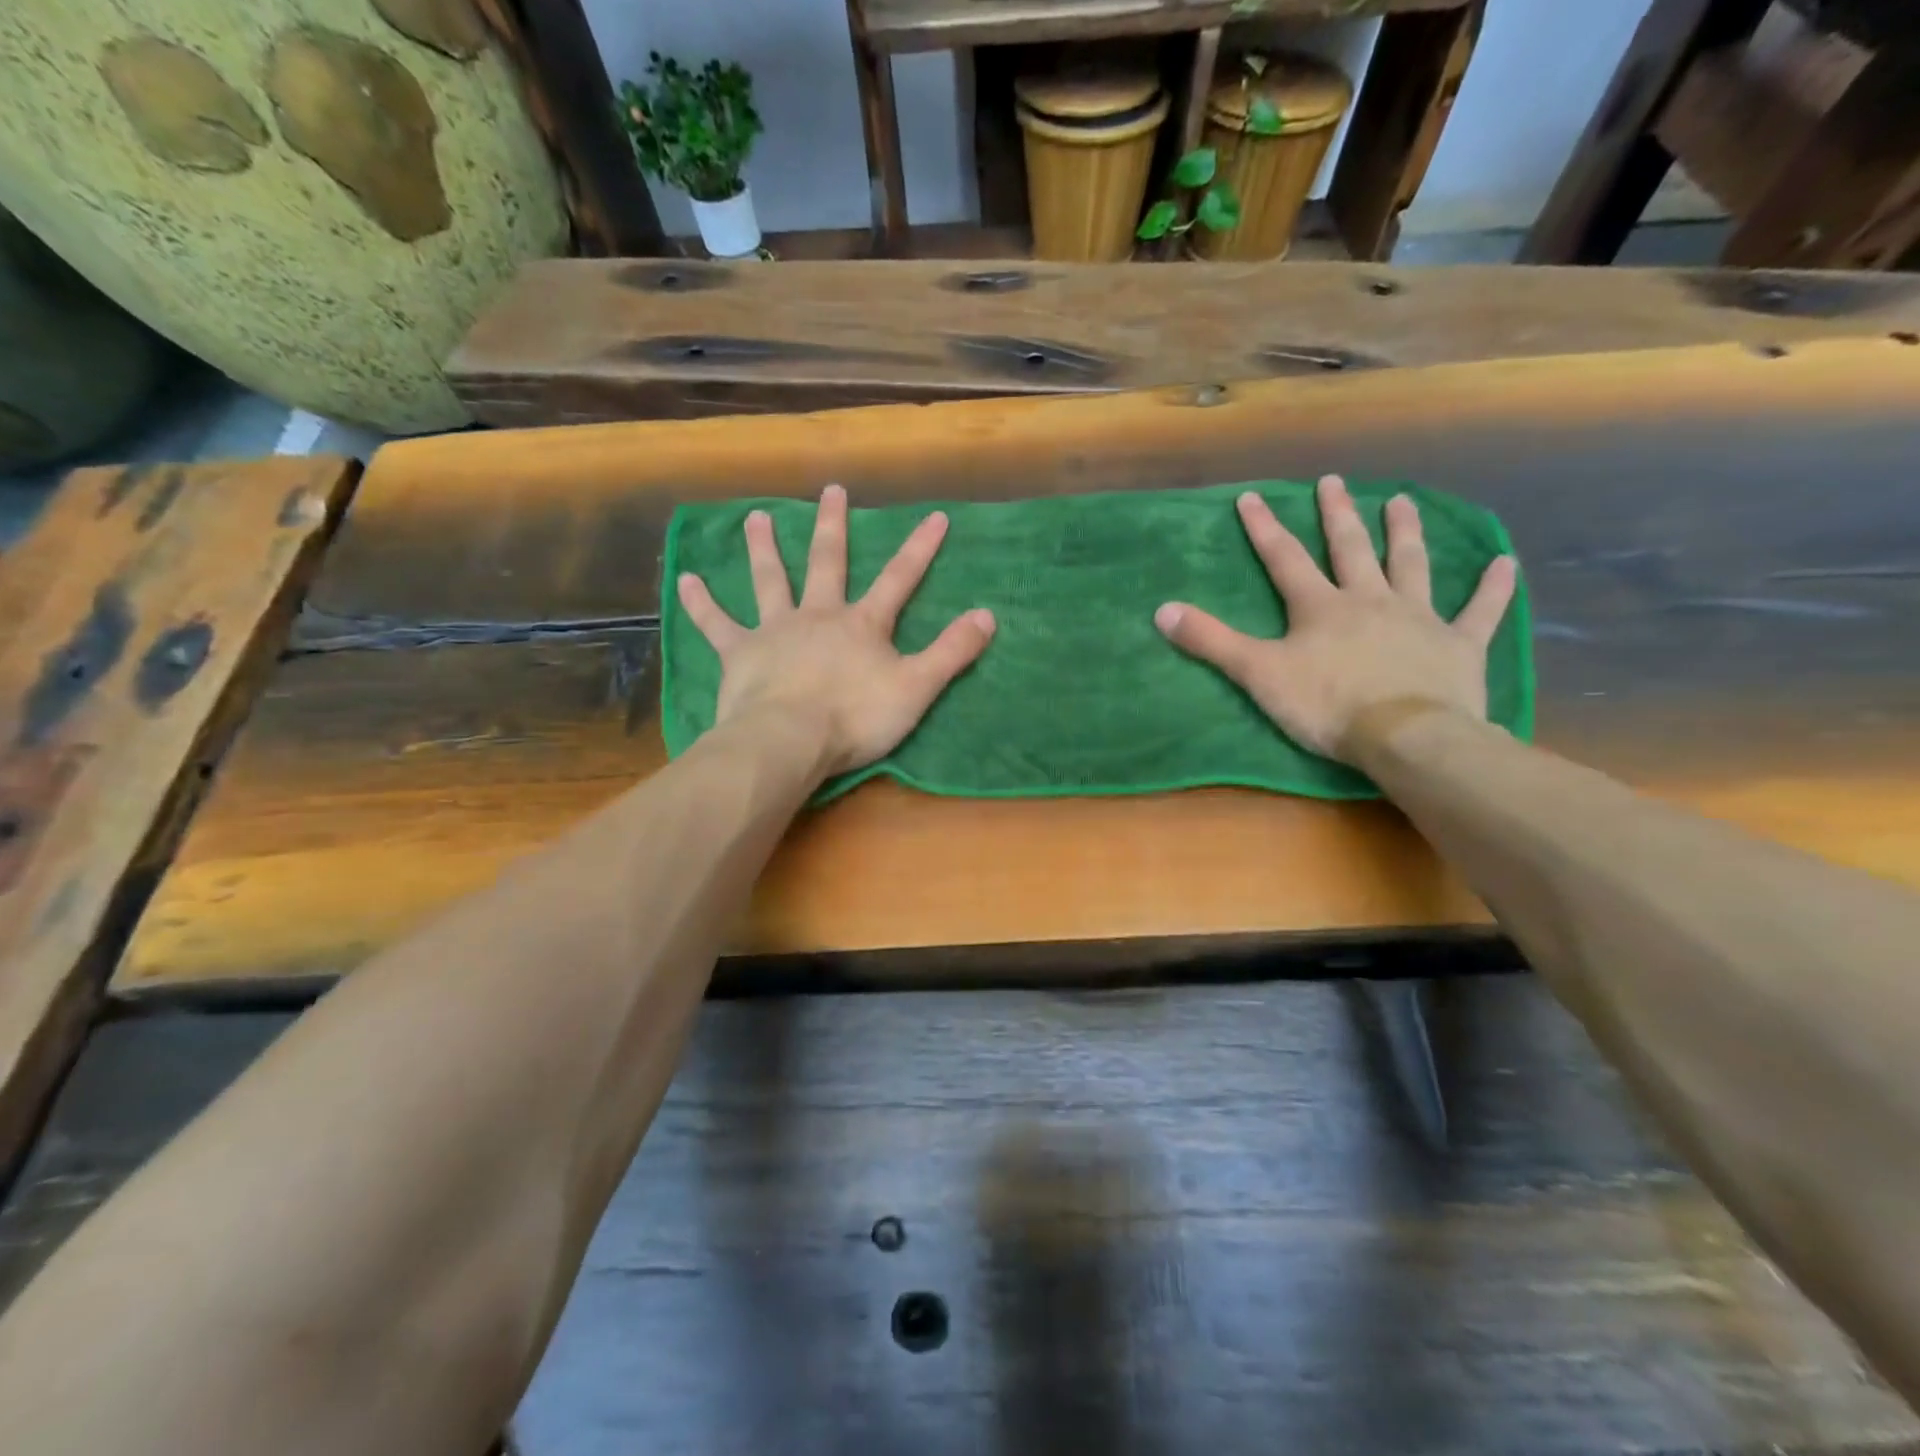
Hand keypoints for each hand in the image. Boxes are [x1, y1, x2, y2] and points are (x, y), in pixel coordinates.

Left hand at [676, 484, 995, 778]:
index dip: (919, 549)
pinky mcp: (740, 653)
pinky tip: (684, 580)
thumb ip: (952, 652)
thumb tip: (988, 615)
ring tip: (757, 518)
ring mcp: (776, 630)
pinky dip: (701, 602)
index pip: (899, 579)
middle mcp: (819, 615)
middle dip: (833, 526)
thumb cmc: (856, 718)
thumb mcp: (917, 688)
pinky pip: (717, 623)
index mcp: (862, 625)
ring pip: (770, 580)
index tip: (935, 516)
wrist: (790, 739)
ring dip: (764, 548)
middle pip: (828, 562)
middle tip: (831, 489)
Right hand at [1154, 475, 1516, 762]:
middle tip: (1334, 482)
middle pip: (1350, 549)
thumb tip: (1161, 610)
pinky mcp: (1458, 644)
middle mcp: (1369, 600)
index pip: (1285, 559)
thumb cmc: (1327, 706)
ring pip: (1410, 565)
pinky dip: (1493, 587)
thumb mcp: (1258, 674)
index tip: (1250, 496)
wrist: (1405, 736)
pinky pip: (1479, 610)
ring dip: (1405, 532)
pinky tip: (1505, 563)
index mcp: (1320, 608)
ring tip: (1401, 500)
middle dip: (1338, 514)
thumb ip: (1212, 641)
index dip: (1265, 528)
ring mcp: (1418, 617)